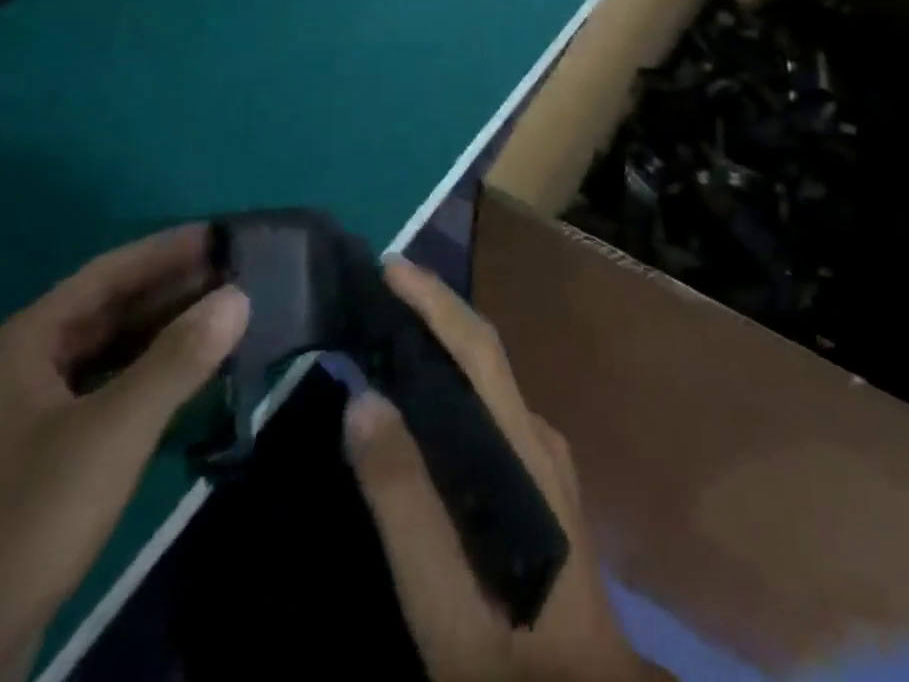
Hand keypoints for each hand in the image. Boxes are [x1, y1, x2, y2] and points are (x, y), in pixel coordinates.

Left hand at [0, 227, 249, 681]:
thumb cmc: (21, 527)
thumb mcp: (111, 435)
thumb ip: (178, 360)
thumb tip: (240, 294)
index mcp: (18, 348)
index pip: (104, 274)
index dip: (166, 250)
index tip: (223, 235)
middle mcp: (11, 373)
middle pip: (102, 312)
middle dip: (169, 291)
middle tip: (235, 276)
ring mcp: (13, 422)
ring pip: (99, 356)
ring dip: (158, 336)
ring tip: (220, 320)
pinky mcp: (24, 465)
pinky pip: (94, 396)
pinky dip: (140, 379)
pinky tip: (179, 385)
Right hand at [345, 259, 665, 681]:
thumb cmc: (512, 656)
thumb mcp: (444, 601)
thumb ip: (405, 502)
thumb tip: (365, 400)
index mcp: (524, 450)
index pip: (477, 351)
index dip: (435, 301)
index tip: (391, 266)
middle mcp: (538, 437)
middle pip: (482, 356)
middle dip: (432, 312)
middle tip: (374, 293)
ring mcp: (543, 458)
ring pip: (484, 383)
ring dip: (439, 347)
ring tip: (385, 335)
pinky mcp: (537, 480)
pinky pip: (485, 412)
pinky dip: (448, 387)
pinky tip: (417, 406)